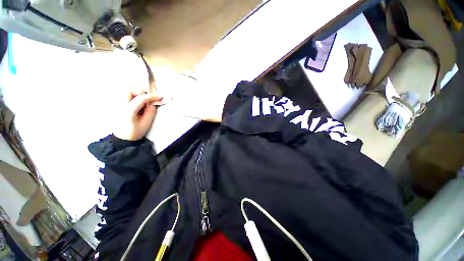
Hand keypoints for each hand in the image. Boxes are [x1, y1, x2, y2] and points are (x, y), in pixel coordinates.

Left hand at [113, 90, 162, 140]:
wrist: (122, 139)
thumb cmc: (134, 132)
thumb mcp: (146, 124)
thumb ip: (150, 112)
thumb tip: (152, 103)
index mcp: (128, 111)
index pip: (140, 99)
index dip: (151, 96)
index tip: (159, 96)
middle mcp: (120, 106)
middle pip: (129, 91)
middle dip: (141, 91)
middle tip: (149, 97)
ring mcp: (116, 105)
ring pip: (126, 92)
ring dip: (136, 93)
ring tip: (144, 100)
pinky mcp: (116, 106)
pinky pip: (124, 96)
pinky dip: (133, 96)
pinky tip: (138, 103)